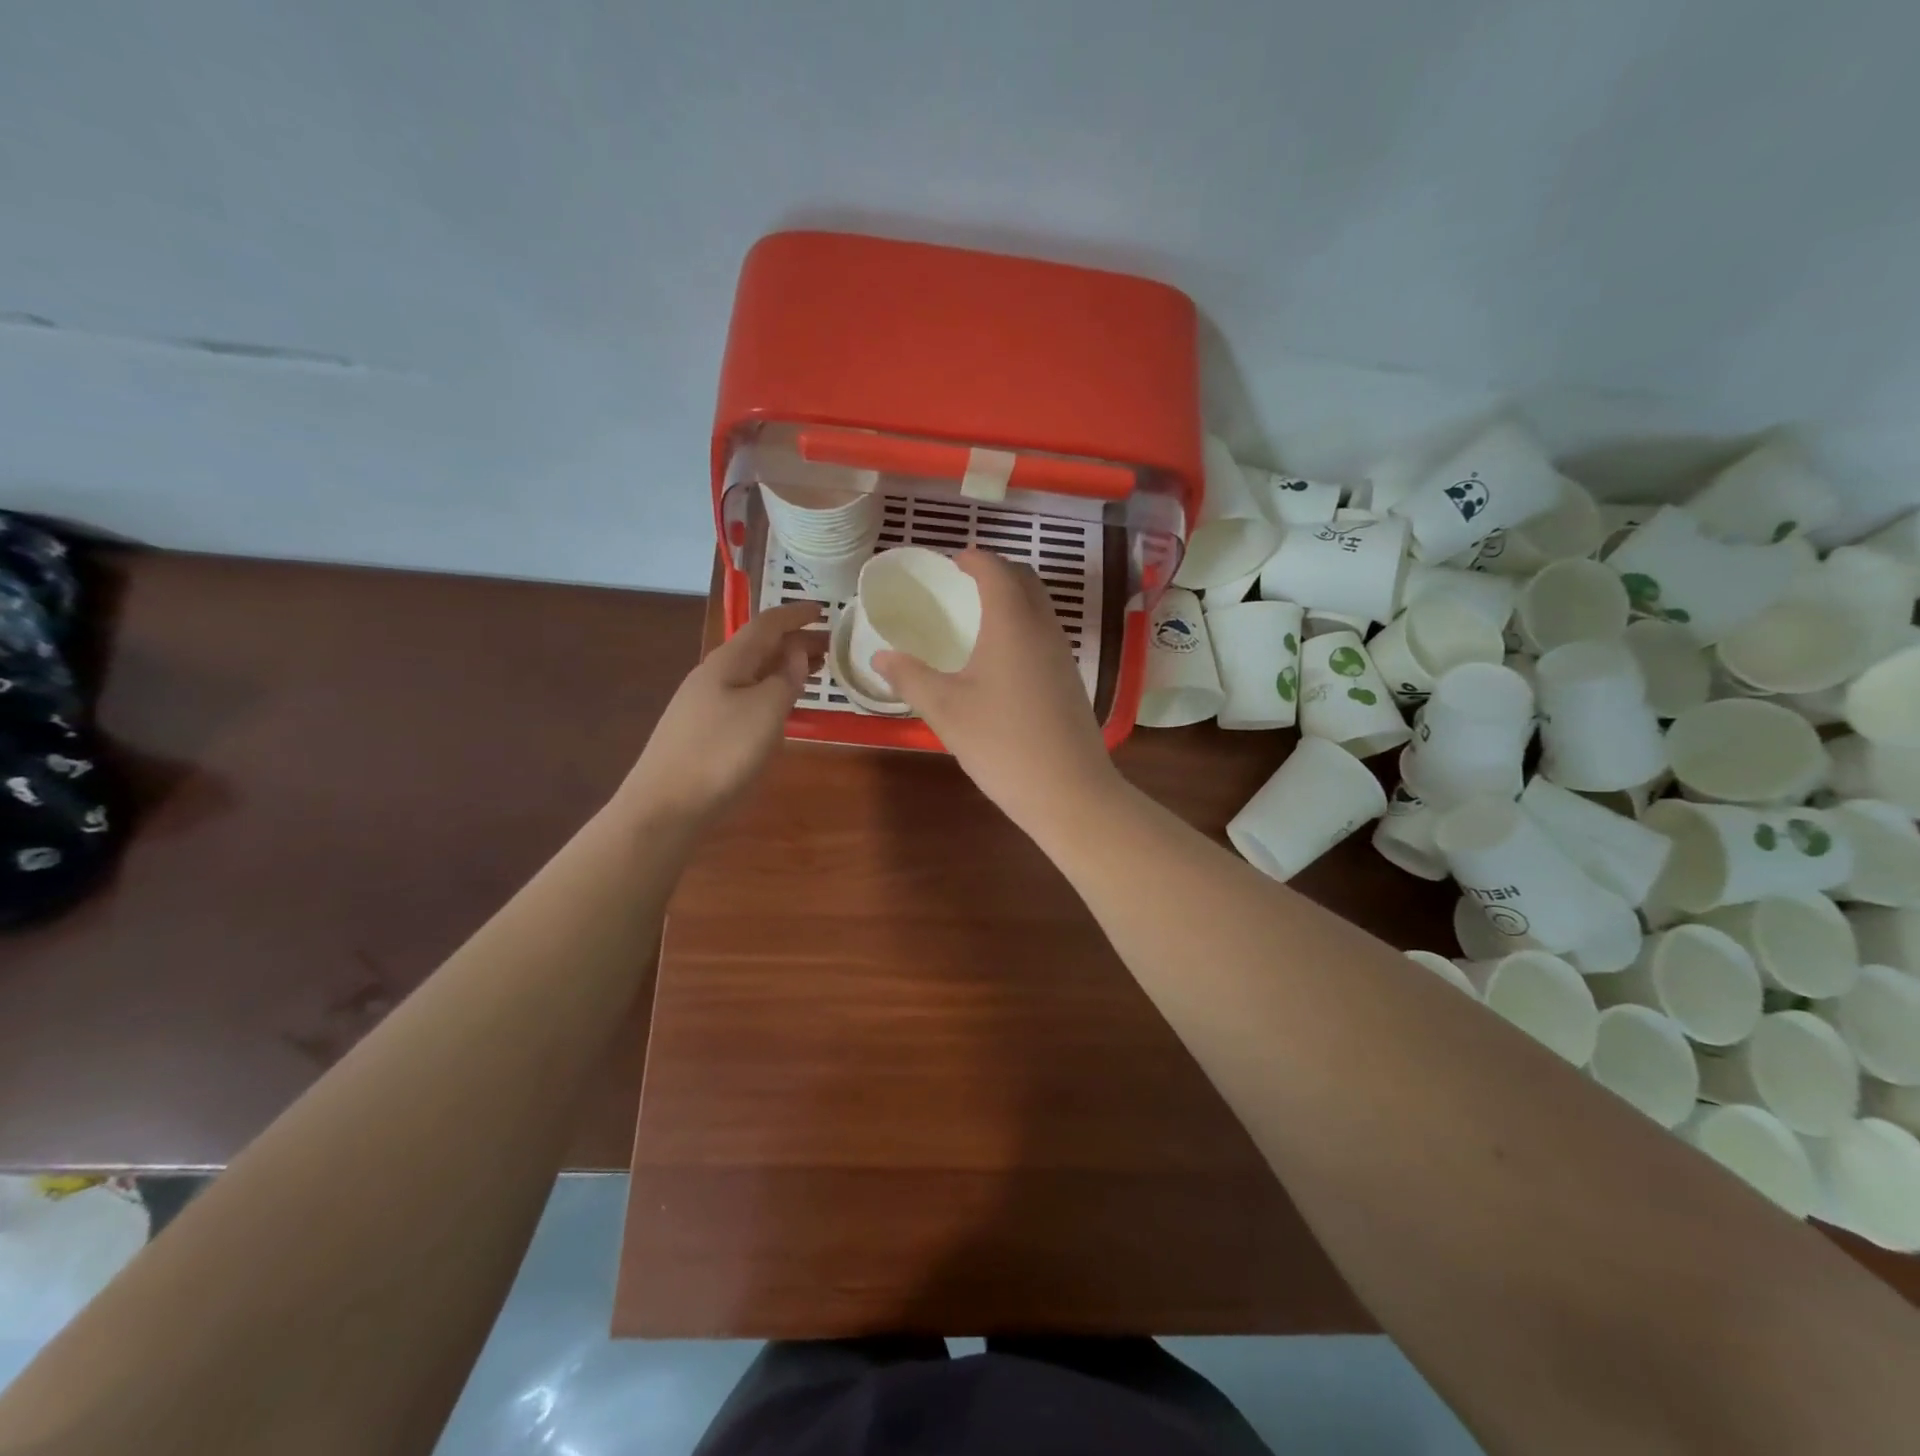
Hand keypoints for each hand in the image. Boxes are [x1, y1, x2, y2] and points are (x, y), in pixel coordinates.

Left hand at [620, 602, 822, 826]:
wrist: (665, 807)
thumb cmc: (721, 753)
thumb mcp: (766, 712)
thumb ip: (785, 678)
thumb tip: (796, 651)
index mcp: (728, 662)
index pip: (767, 624)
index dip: (796, 615)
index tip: (825, 611)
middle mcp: (713, 675)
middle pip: (758, 647)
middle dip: (794, 642)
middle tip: (831, 648)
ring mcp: (704, 703)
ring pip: (751, 673)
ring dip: (783, 667)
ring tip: (813, 672)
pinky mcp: (703, 730)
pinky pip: (744, 696)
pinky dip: (770, 691)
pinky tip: (781, 708)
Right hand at [874, 550, 1122, 834]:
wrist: (1069, 791)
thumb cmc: (1002, 743)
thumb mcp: (945, 710)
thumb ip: (910, 678)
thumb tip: (880, 656)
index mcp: (1012, 623)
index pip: (996, 570)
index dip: (973, 559)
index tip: (951, 562)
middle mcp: (1043, 628)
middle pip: (1025, 580)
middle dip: (996, 571)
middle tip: (963, 584)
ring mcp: (1062, 654)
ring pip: (1039, 607)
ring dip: (1013, 598)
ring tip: (978, 616)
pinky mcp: (1070, 679)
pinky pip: (1045, 633)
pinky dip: (1023, 625)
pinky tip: (1001, 657)